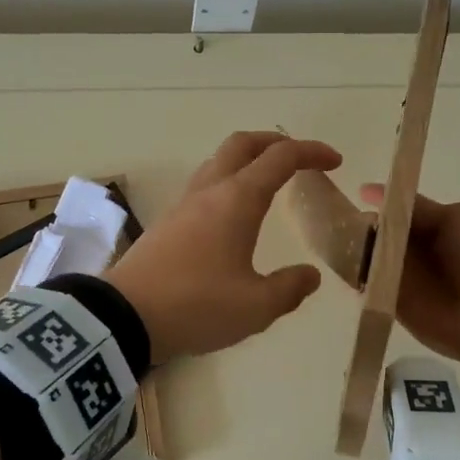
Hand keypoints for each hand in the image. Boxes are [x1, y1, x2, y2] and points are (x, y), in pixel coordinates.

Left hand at [105, 132, 341, 362]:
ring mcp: (184, 204)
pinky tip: (234, 213)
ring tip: (268, 181)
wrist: (124, 317)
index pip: (281, 158)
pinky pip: (204, 184)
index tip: (335, 162)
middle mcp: (210, 191)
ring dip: (248, 160)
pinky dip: (228, 181)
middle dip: (275, 143)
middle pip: (243, 144)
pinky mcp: (167, 221)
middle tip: (299, 158)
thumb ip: (289, 288)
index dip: (311, 152)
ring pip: (219, 161)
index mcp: (237, 200)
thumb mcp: (255, 307)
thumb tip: (310, 276)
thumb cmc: (196, 305)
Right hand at [359, 185, 459, 369]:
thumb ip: (416, 207)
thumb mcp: (457, 219)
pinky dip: (356, 278)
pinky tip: (346, 270)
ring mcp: (401, 277)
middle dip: (358, 226)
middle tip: (341, 226)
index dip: (376, 202)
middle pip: (376, 232)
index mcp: (432, 225)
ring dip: (353, 251)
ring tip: (339, 247)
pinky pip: (367, 286)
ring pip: (367, 257)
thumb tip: (371, 192)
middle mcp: (413, 249)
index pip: (395, 209)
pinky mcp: (392, 303)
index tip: (354, 197)